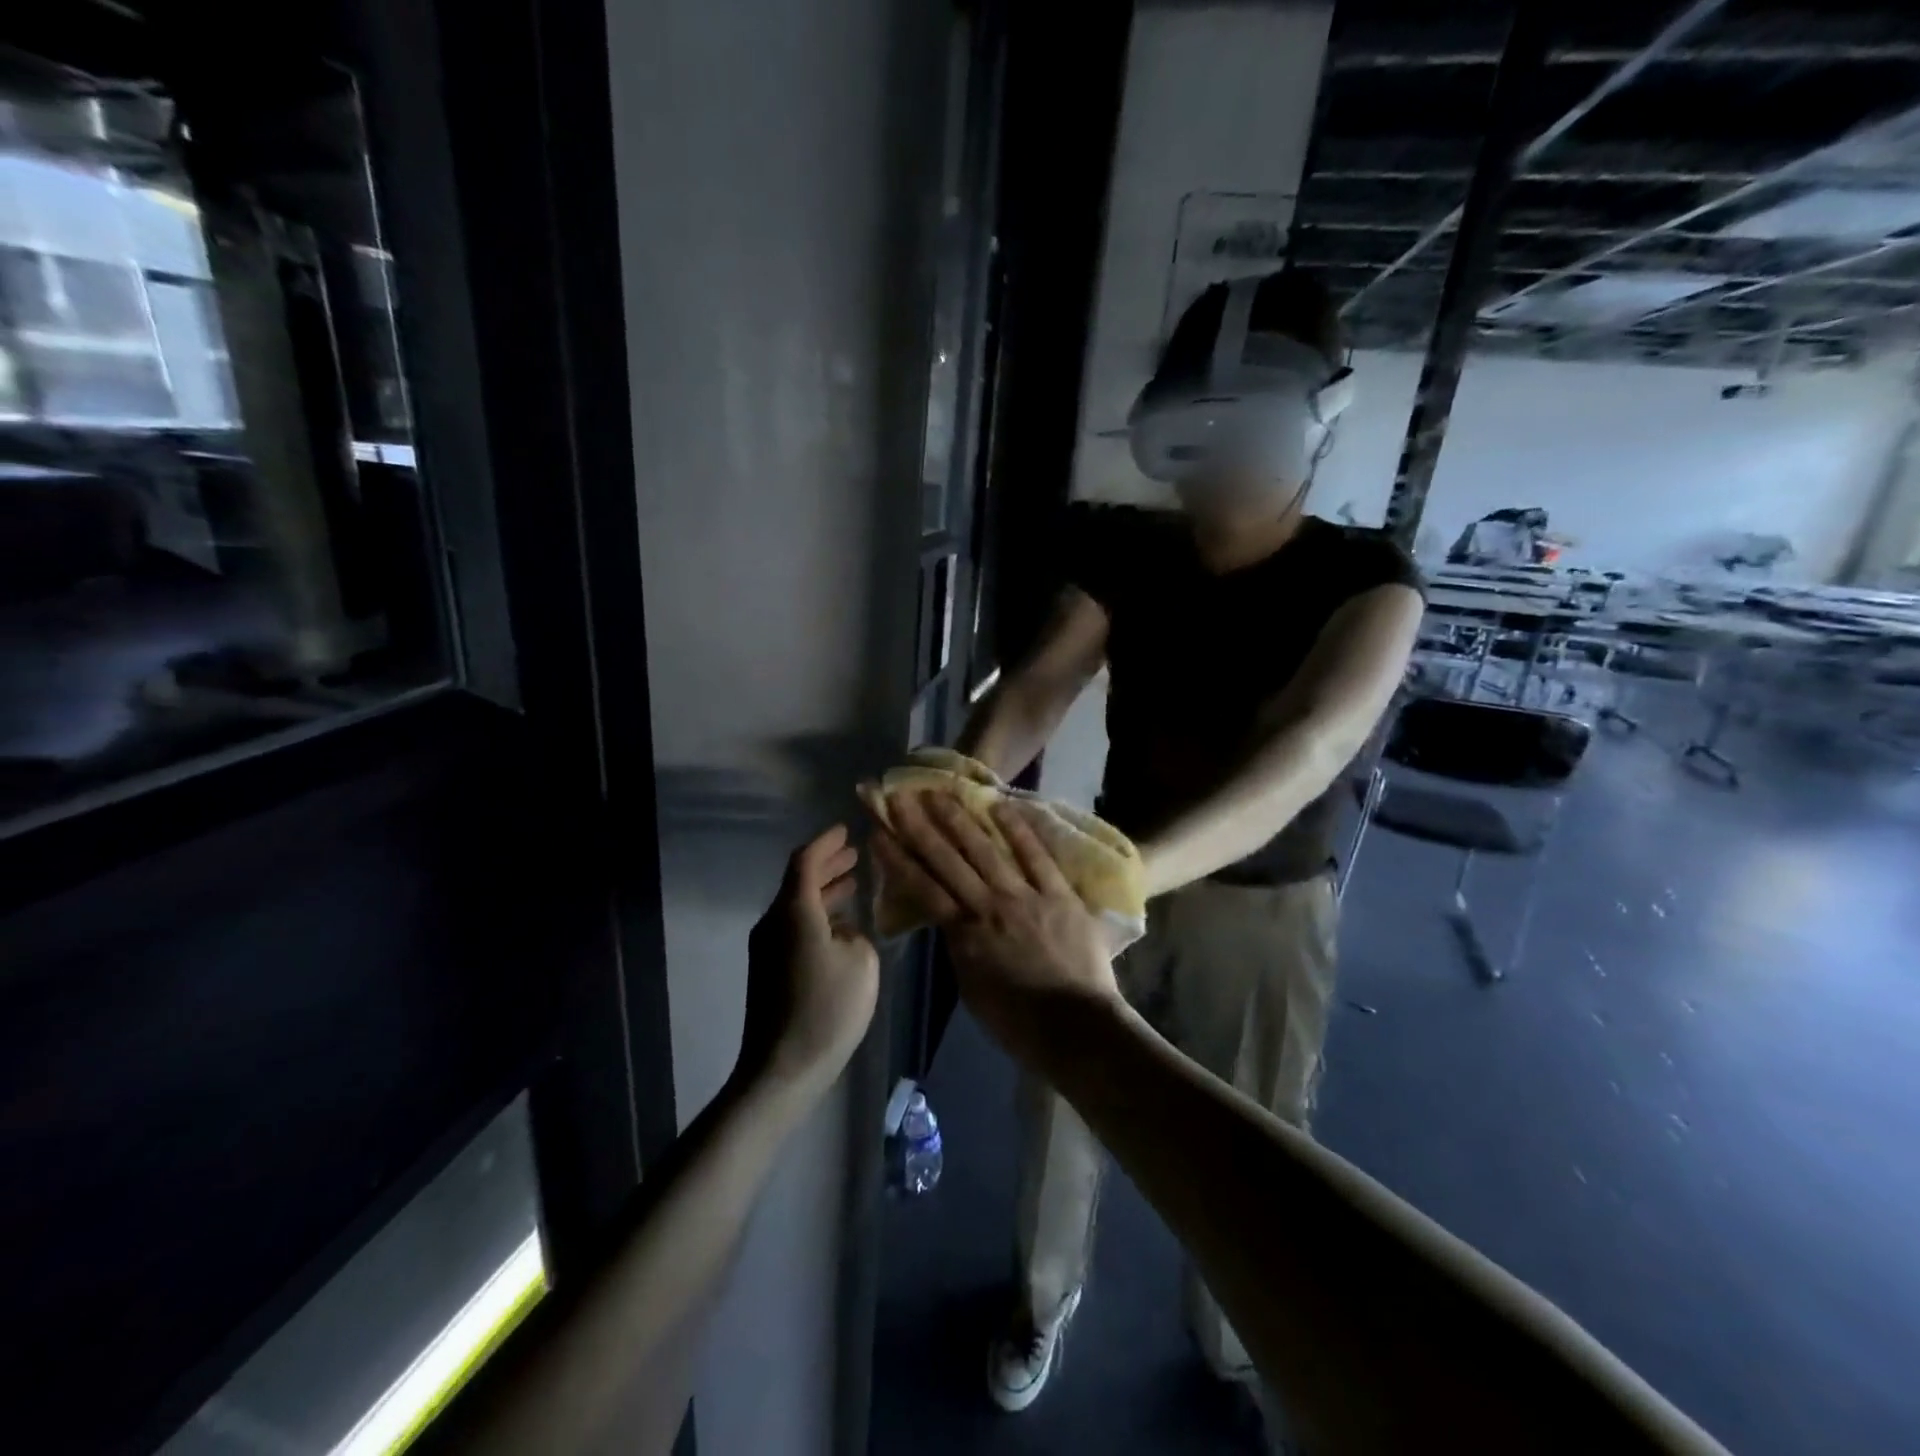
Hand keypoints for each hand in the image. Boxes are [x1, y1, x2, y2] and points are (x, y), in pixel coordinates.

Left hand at [741, 826, 879, 1096]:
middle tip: (854, 854)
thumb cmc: (827, 1008)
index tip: (846, 829)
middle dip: (827, 865)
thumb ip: (856, 934)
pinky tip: (841, 926)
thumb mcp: (861, 962)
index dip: (826, 842)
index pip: (805, 861)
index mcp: (794, 912)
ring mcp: (767, 948)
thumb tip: (842, 932)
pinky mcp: (769, 972)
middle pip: (798, 882)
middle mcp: (774, 923)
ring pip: (797, 906)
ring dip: (824, 892)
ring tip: (853, 883)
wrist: (782, 1069)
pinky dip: (818, 916)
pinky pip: (795, 928)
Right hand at [871, 793, 1120, 1070]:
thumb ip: (960, 948)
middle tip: (899, 797)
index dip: (898, 858)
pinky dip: (1018, 831)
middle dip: (919, 826)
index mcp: (964, 934)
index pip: (922, 888)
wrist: (1075, 1028)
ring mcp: (1024, 896)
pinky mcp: (1058, 894)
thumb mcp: (972, 988)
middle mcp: (988, 906)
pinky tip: (999, 805)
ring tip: (938, 792)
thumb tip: (952, 921)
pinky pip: (1036, 856)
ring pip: (985, 851)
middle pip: (947, 860)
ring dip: (959, 819)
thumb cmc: (1018, 1022)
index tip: (878, 833)